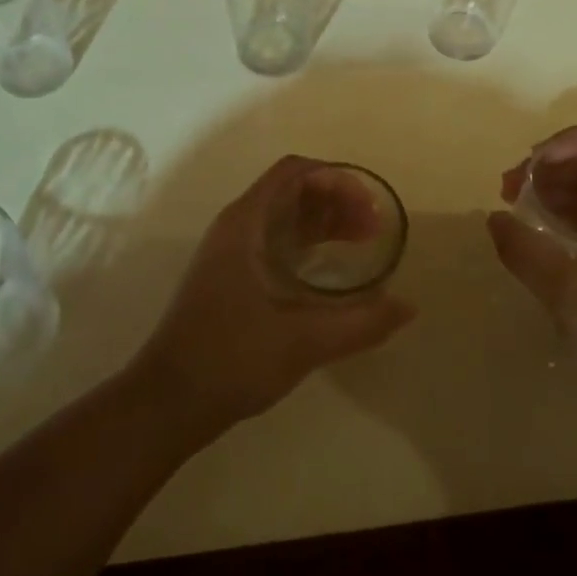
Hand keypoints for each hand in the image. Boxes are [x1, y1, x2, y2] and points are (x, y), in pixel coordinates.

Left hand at [133, 157, 415, 432]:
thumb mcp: (303, 341)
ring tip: (364, 242)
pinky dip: (308, 244)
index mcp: (245, 224)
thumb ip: (360, 323)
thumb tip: (409, 307)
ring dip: (324, 222)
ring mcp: (231, 253)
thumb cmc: (230, 360)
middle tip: (375, 228)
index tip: (369, 206)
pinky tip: (331, 268)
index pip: (294, 173)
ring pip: (284, 218)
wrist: (167, 401)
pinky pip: (276, 242)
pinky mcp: (232, 277)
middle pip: (292, 191)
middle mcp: (236, 228)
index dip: (336, 179)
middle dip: (337, 200)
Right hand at [486, 126, 576, 404]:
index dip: (572, 141)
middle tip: (510, 184)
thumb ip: (528, 252)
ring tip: (513, 200)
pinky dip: (559, 209)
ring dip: (552, 184)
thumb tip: (494, 218)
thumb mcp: (573, 295)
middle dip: (553, 162)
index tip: (532, 162)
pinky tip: (532, 225)